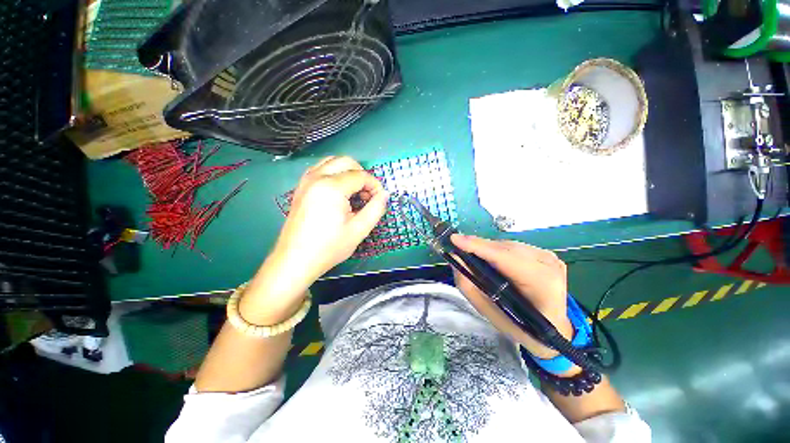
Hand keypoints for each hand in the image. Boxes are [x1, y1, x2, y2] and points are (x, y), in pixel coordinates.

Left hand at [240, 157, 387, 323]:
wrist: (295, 260)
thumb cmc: (329, 247)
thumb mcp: (359, 230)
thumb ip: (375, 209)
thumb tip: (384, 194)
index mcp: (332, 187)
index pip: (361, 175)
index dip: (374, 185)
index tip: (379, 199)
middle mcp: (317, 177)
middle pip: (346, 161)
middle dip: (361, 174)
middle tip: (367, 195)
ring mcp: (306, 181)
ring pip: (332, 162)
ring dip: (347, 172)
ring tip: (354, 193)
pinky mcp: (300, 188)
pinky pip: (320, 170)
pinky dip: (334, 174)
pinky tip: (338, 193)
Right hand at [450, 235, 573, 359]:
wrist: (556, 330)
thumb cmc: (522, 327)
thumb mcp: (490, 314)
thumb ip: (469, 286)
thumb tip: (455, 258)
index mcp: (541, 283)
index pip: (504, 257)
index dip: (477, 247)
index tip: (454, 239)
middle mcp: (548, 264)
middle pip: (504, 248)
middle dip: (478, 247)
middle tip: (457, 249)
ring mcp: (549, 256)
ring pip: (507, 245)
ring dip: (486, 249)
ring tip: (472, 256)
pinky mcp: (545, 253)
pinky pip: (512, 247)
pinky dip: (497, 251)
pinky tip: (491, 260)